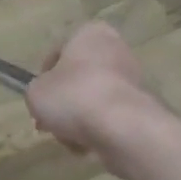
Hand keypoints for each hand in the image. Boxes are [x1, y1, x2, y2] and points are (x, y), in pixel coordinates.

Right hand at [26, 21, 158, 154]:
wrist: (124, 129)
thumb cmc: (73, 97)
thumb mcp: (35, 92)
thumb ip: (38, 91)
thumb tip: (48, 100)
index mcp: (90, 34)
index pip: (58, 52)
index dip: (44, 77)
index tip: (40, 97)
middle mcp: (117, 50)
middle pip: (79, 78)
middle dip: (65, 101)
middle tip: (50, 121)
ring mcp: (135, 80)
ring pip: (95, 100)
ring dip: (80, 118)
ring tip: (68, 138)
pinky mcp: (145, 109)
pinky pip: (112, 118)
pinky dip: (99, 131)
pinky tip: (88, 146)